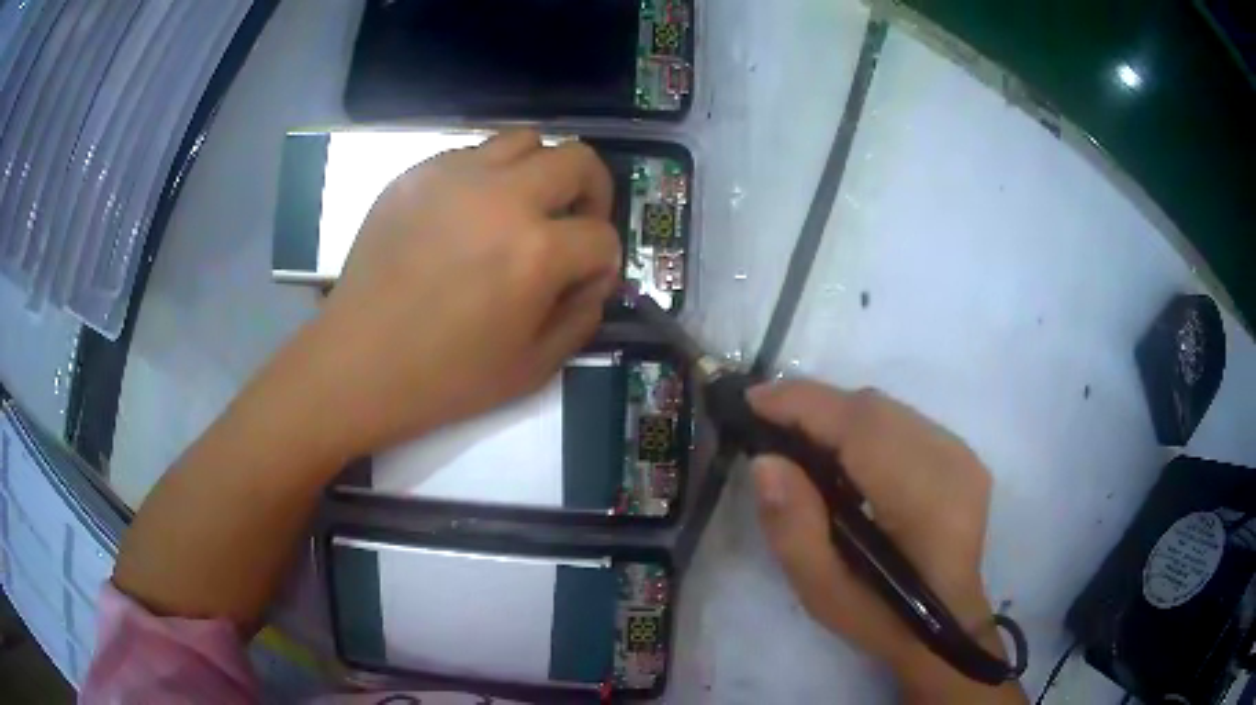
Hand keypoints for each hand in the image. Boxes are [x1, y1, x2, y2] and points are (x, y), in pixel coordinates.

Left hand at [311, 131, 620, 458]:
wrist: (358, 362)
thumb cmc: (444, 377)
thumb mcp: (532, 368)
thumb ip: (581, 318)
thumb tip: (592, 280)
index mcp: (536, 251)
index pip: (602, 236)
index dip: (604, 263)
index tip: (586, 281)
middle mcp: (502, 197)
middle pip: (578, 160)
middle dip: (593, 191)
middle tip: (575, 223)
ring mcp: (454, 176)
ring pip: (525, 139)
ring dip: (541, 171)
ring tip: (523, 208)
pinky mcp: (417, 174)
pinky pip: (472, 153)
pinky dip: (489, 176)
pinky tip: (469, 214)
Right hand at [748, 382, 1025, 703]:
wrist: (946, 626)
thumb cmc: (881, 618)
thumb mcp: (822, 592)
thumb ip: (793, 528)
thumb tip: (766, 462)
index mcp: (922, 498)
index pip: (860, 425)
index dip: (805, 404)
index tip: (752, 400)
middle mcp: (949, 461)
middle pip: (873, 408)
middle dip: (815, 405)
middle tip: (766, 421)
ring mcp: (961, 454)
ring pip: (887, 410)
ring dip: (837, 415)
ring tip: (797, 436)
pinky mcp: (961, 455)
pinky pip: (902, 422)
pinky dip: (863, 427)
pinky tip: (841, 454)